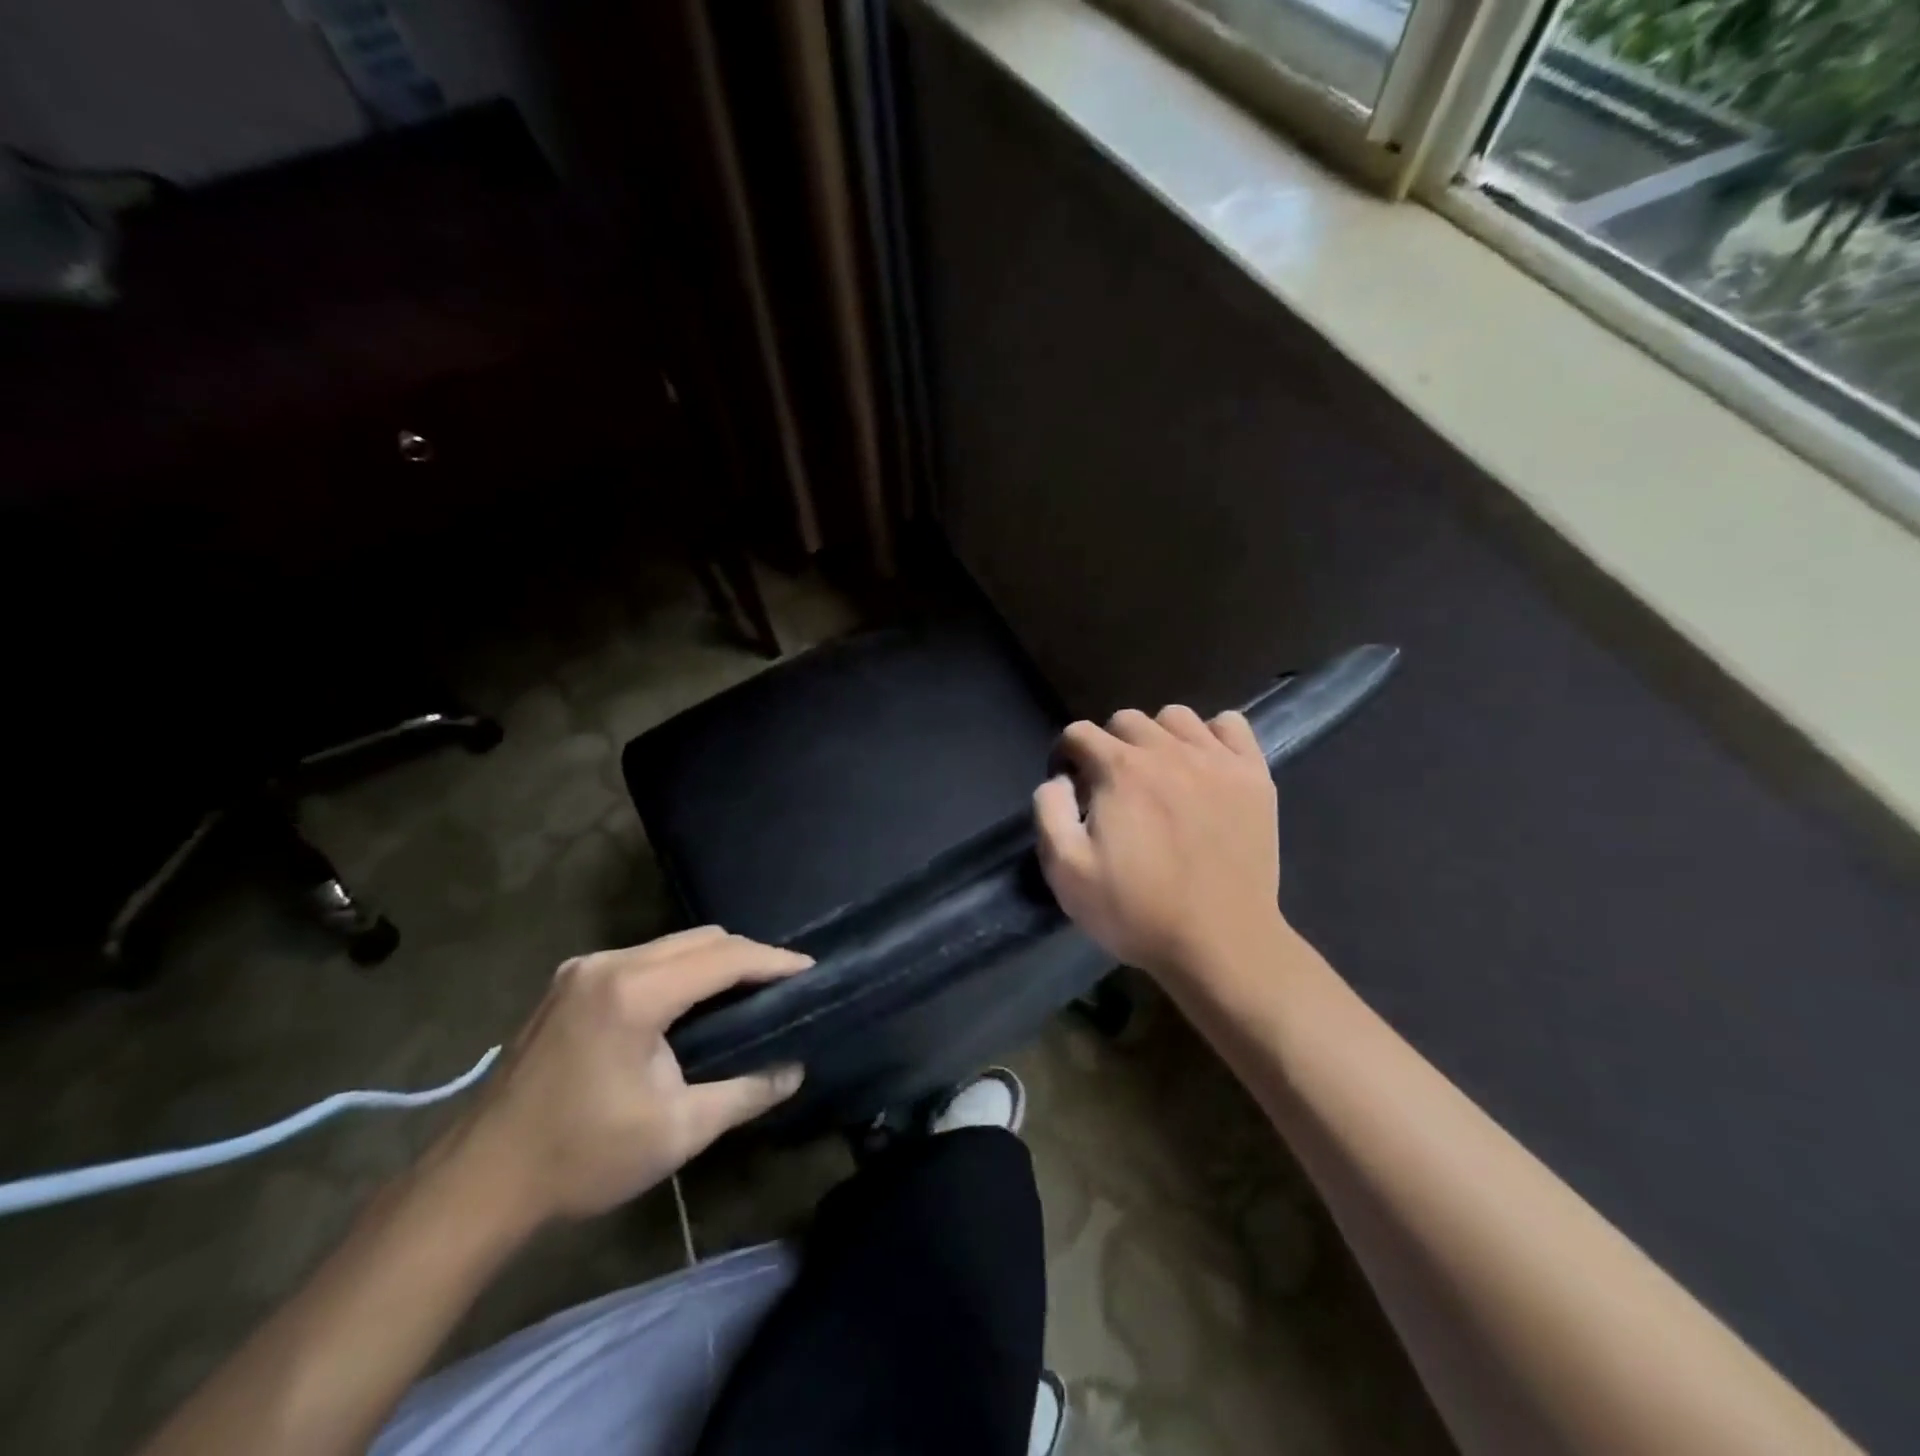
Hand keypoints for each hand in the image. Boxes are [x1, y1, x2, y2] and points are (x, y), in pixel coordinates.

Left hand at [446, 928, 809, 1226]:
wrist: (479, 1182)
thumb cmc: (582, 1158)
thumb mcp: (676, 1131)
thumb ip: (745, 1093)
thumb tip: (795, 1071)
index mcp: (634, 992)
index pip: (724, 957)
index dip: (773, 961)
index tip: (811, 970)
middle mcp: (609, 963)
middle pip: (700, 940)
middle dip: (748, 956)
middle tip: (783, 985)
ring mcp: (583, 968)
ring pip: (671, 945)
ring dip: (714, 961)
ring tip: (748, 991)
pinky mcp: (569, 982)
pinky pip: (644, 958)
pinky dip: (680, 969)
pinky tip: (693, 1000)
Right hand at [1034, 705, 1284, 980]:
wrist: (1221, 944)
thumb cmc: (1136, 911)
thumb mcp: (1066, 871)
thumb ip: (1049, 811)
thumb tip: (1059, 779)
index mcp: (1119, 770)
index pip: (1079, 733)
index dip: (1066, 756)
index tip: (1072, 789)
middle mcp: (1167, 750)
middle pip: (1126, 720)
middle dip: (1108, 745)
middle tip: (1113, 788)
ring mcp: (1217, 760)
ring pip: (1176, 718)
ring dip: (1158, 737)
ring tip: (1159, 774)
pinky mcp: (1255, 776)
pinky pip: (1231, 726)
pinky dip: (1213, 736)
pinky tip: (1205, 766)